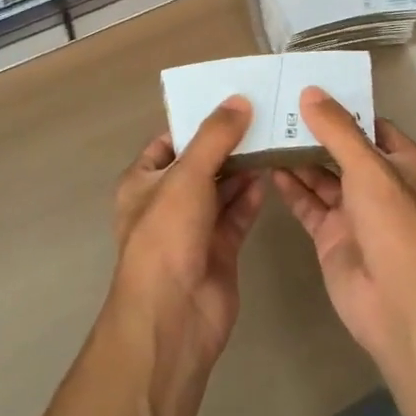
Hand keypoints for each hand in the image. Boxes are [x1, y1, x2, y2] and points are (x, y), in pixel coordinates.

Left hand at [110, 97, 266, 365]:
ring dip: (243, 168)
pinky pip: (237, 214)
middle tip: (263, 116)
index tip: (230, 101)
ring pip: (221, 189)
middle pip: (200, 163)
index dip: (196, 122)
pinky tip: (271, 175)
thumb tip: (239, 100)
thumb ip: (214, 137)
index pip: (169, 142)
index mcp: (143, 182)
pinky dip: (251, 196)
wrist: (173, 316)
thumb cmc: (167, 235)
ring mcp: (193, 228)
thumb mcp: (187, 176)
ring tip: (273, 139)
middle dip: (227, 144)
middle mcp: (166, 202)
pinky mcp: (219, 250)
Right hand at [271, 88, 415, 368]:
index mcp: (404, 163)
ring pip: (321, 176)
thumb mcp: (369, 169)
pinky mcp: (332, 235)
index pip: (370, 124)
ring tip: (264, 131)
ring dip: (297, 157)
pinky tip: (267, 168)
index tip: (306, 87)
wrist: (399, 307)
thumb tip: (310, 92)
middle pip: (342, 149)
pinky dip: (290, 188)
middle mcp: (380, 184)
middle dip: (313, 131)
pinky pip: (308, 204)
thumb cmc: (395, 227)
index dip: (342, 107)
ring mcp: (355, 211)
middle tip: (275, 107)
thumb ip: (338, 130)